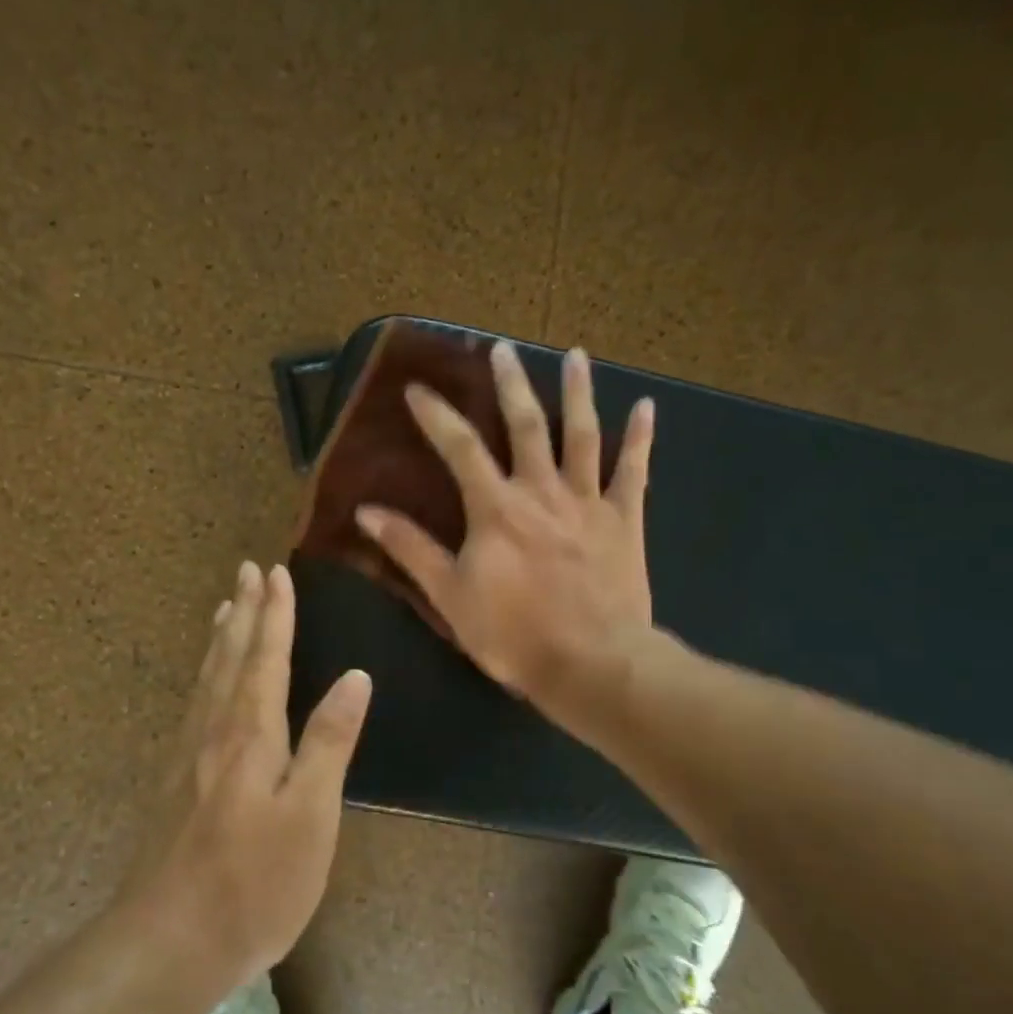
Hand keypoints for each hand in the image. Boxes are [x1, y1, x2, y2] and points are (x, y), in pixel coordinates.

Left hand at [120, 561, 372, 995]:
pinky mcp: (176, 780)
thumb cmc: (254, 882)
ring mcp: (190, 754)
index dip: (275, 614)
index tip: (277, 572)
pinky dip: (204, 673)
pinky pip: (194, 702)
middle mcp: (216, 730)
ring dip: (222, 636)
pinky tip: (205, 682)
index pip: (267, 656)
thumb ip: (330, 741)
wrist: (166, 941)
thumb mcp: (311, 814)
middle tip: (248, 570)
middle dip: (246, 611)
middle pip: (232, 655)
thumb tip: (355, 675)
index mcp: (252, 732)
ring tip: (226, 606)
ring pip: (208, 677)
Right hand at [355, 340, 654, 719]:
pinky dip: (641, 438)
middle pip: (525, 425)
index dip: (436, 415)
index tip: (417, 388)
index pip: (459, 447)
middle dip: (510, 383)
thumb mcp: (450, 596)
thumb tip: (366, 512)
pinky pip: (634, 471)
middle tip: (502, 348)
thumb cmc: (515, 635)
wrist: (594, 665)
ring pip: (582, 434)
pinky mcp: (624, 520)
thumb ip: (410, 549)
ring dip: (577, 392)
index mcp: (496, 508)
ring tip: (575, 355)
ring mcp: (588, 501)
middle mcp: (541, 490)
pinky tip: (646, 406)